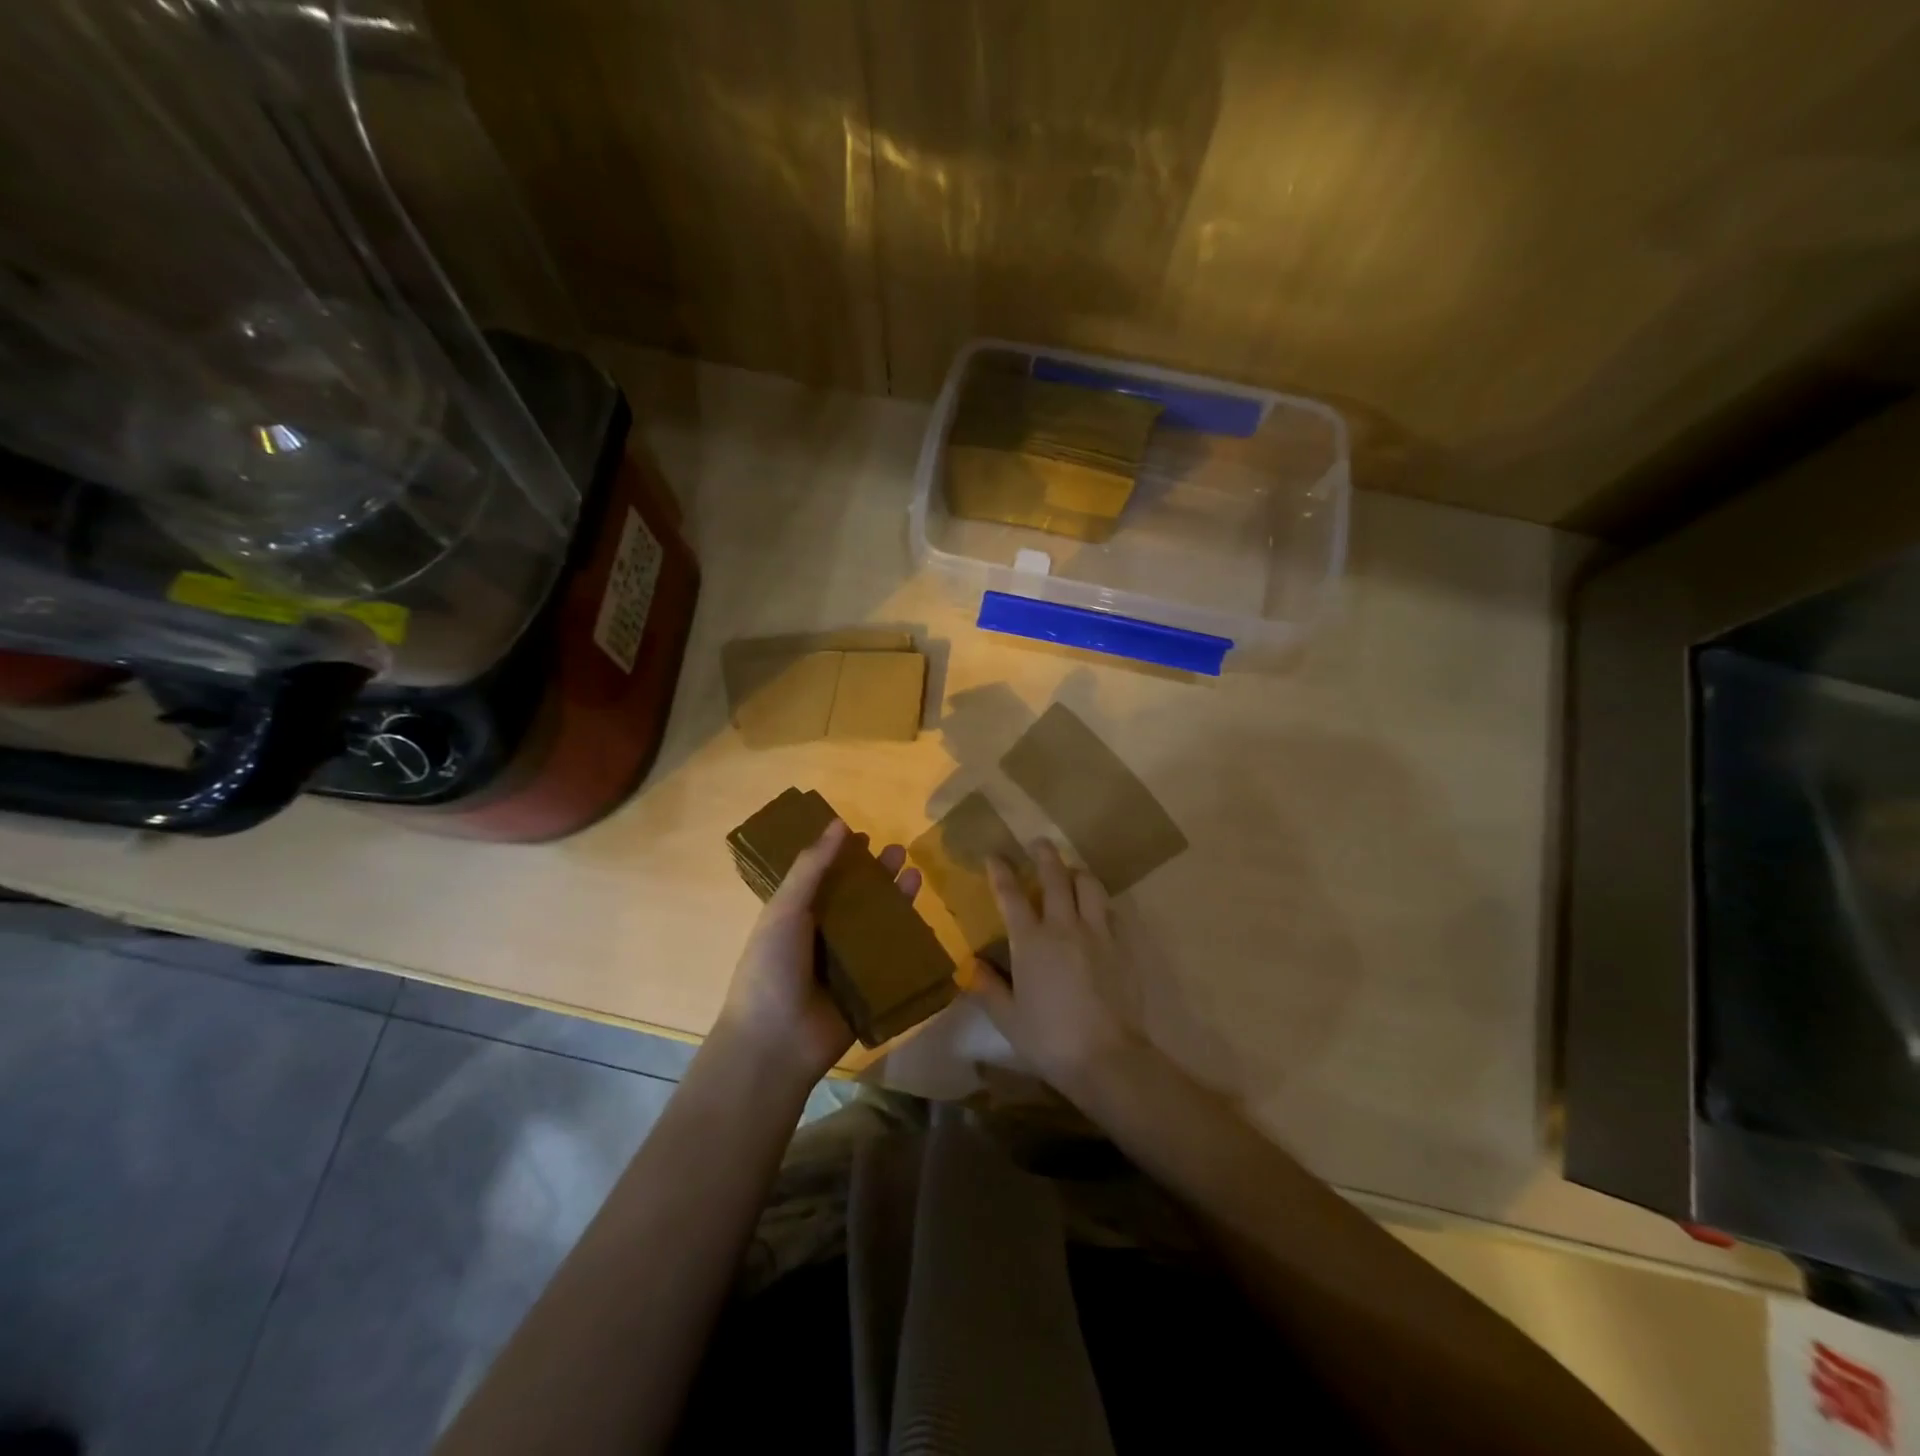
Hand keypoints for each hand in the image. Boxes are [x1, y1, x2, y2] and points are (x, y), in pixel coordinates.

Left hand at [714, 818, 922, 1090]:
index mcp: (798, 916)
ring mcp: (848, 965)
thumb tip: (839, 823)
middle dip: (878, 875)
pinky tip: (925, 922)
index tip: (866, 836)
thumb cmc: (771, 967)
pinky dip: (908, 943)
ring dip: (896, 902)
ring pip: (878, 926)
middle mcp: (823, 937)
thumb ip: (812, 867)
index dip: (844, 856)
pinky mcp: (869, 991)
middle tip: (901, 852)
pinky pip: (892, 962)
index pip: (826, 878)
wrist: (776, 1042)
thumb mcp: (785, 909)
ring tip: (916, 876)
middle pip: (857, 899)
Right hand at [967, 839, 1140, 1092]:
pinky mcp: (1122, 946)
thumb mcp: (1008, 1018)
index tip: (994, 856)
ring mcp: (1097, 933)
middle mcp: (1064, 926)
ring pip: (1089, 885)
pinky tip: (1096, 909)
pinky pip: (1109, 910)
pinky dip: (1098, 902)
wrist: (1106, 1057)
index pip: (1011, 895)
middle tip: (1038, 843)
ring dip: (1076, 872)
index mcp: (1030, 941)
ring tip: (1070, 872)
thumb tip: (971, 966)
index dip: (1001, 871)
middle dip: (1044, 855)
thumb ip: (988, 987)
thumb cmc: (1048, 1039)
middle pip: (1055, 877)